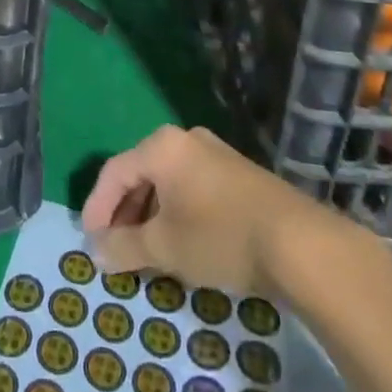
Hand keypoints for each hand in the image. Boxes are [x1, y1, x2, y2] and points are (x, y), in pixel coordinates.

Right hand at [82, 125, 374, 295]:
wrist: (300, 243)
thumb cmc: (220, 236)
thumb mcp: (165, 247)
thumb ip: (125, 247)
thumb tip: (97, 251)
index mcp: (162, 146)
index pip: (114, 172)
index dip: (97, 207)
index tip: (91, 242)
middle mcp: (186, 140)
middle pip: (141, 173)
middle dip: (124, 213)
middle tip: (116, 248)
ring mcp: (216, 154)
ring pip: (168, 182)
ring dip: (151, 215)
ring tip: (146, 251)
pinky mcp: (239, 174)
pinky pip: (193, 188)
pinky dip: (177, 213)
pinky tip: (182, 244)